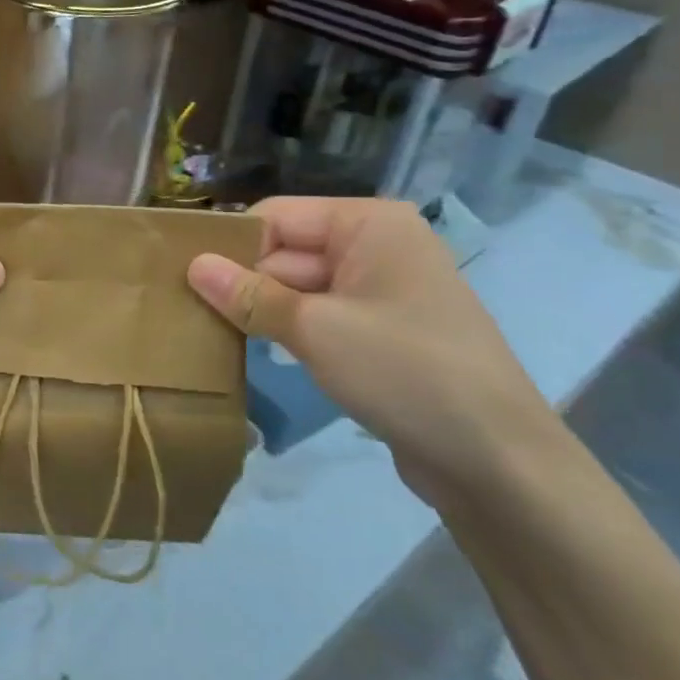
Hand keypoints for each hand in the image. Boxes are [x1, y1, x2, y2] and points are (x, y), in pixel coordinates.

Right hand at [187, 197, 566, 511]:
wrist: (498, 463)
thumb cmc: (405, 372)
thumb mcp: (314, 329)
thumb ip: (248, 294)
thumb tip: (192, 265)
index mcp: (369, 224)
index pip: (276, 217)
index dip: (230, 244)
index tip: (180, 274)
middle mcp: (377, 246)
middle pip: (286, 251)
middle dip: (241, 280)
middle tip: (183, 307)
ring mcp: (383, 291)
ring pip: (299, 287)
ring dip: (260, 309)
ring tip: (206, 328)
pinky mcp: (383, 332)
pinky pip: (320, 316)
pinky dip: (287, 330)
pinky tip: (253, 350)